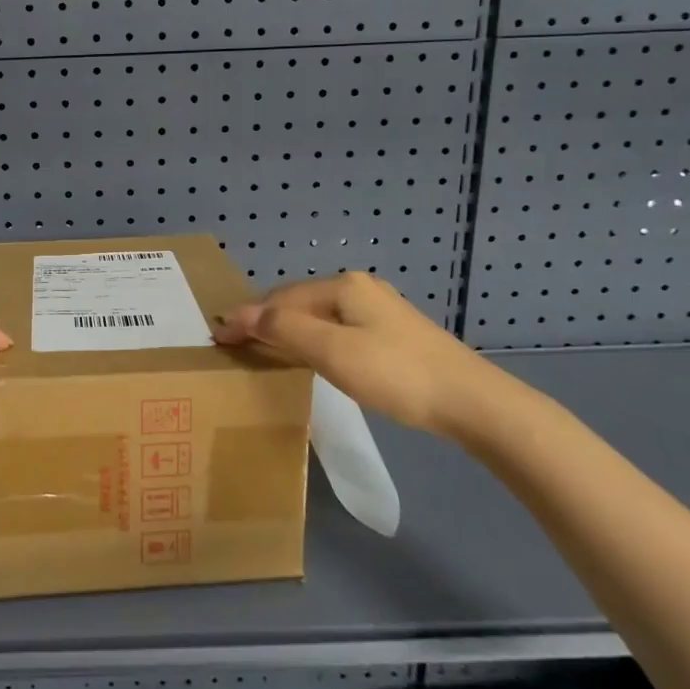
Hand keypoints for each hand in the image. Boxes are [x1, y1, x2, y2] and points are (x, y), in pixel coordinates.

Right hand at [213, 272, 506, 437]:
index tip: (217, 337)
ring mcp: (378, 310)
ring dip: (286, 331)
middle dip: (264, 321)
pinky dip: (311, 339)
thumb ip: (283, 329)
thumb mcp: (332, 350)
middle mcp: (358, 288)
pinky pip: (336, 329)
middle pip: (298, 302)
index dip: (247, 317)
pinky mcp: (391, 333)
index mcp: (342, 285)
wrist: (472, 402)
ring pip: (317, 316)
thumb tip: (239, 314)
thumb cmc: (395, 373)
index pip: (280, 298)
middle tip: (234, 344)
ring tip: (261, 350)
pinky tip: (307, 355)